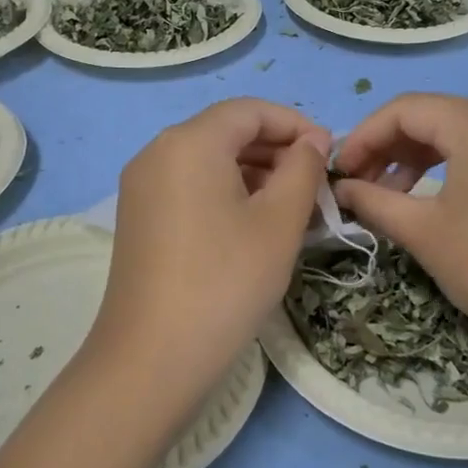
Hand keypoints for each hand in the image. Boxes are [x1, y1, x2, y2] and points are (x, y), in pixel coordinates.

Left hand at [84, 99, 328, 423]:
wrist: (153, 357)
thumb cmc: (226, 281)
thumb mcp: (279, 222)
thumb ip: (303, 170)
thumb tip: (311, 142)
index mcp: (190, 142)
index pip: (250, 110)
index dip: (295, 124)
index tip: (329, 154)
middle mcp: (158, 152)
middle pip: (226, 132)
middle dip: (276, 150)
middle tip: (316, 186)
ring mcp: (141, 186)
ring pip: (209, 161)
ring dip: (254, 174)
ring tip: (293, 208)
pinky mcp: (138, 217)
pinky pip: (190, 186)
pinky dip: (227, 193)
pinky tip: (254, 225)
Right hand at [331, 94, 467, 372]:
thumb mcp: (423, 232)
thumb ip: (374, 200)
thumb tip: (340, 189)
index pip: (406, 110)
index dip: (364, 137)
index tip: (339, 173)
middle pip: (434, 116)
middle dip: (389, 148)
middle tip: (359, 186)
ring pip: (461, 131)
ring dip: (418, 157)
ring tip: (390, 195)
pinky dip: (453, 164)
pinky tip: (431, 195)